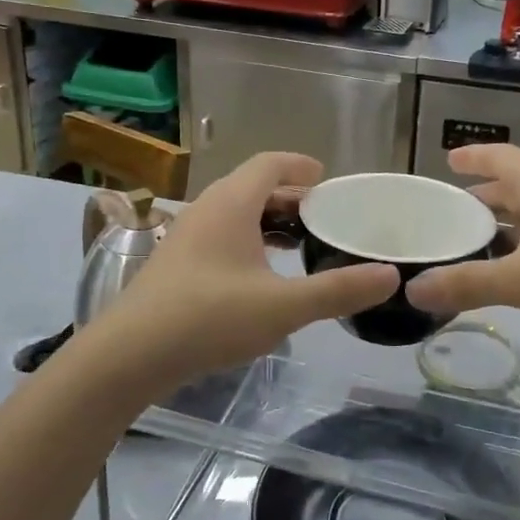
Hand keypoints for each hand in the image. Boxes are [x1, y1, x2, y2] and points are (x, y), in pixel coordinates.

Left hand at [91, 153, 398, 387]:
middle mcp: (207, 209)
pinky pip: (221, 236)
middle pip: (254, 187)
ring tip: (299, 246)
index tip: (327, 178)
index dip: (301, 165)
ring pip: (236, 214)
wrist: (129, 355)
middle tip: (324, 218)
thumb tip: (390, 276)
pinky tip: (262, 277)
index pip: (270, 163)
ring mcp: (186, 236)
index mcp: (232, 203)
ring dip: (269, 222)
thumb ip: (338, 290)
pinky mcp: (176, 263)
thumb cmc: (209, 318)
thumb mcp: (283, 307)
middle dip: (291, 198)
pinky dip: (249, 242)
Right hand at [406, 143, 519, 363]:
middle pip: (514, 184)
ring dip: (502, 223)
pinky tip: (509, 270)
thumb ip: (466, 284)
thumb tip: (412, 290)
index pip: (499, 157)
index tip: (447, 160)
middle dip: (482, 194)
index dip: (472, 157)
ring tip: (470, 240)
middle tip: (447, 209)